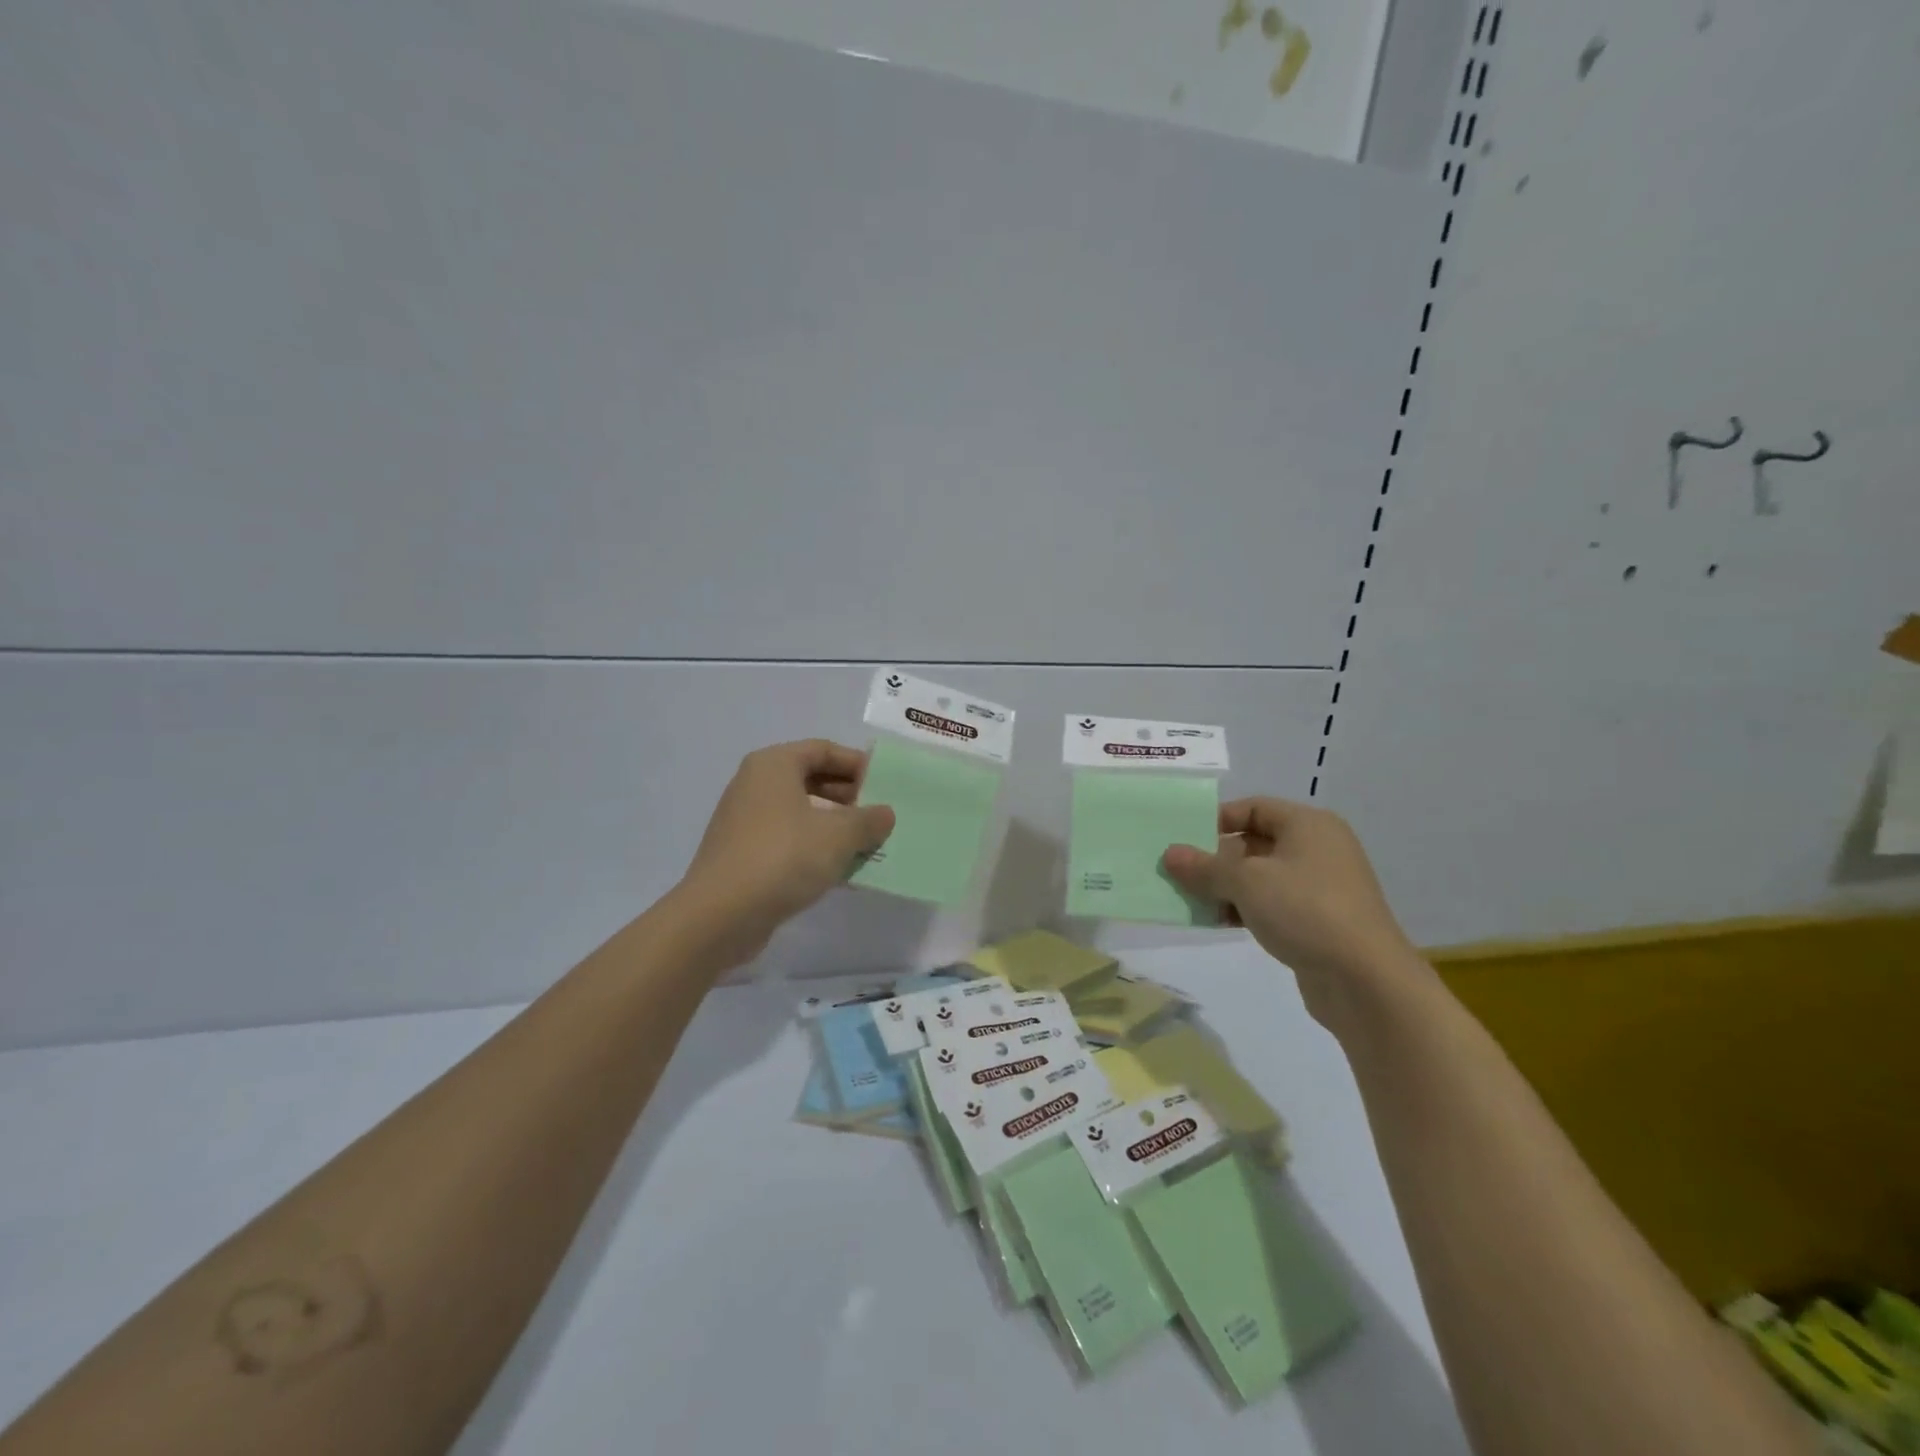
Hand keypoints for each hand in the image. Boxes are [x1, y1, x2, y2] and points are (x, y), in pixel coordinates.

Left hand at [677, 739, 894, 965]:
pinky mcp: (743, 854)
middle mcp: (755, 785)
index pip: (823, 750)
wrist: (720, 916)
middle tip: (880, 816)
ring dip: (835, 825)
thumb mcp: (839, 836)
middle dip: (849, 796)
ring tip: (867, 844)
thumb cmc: (783, 858)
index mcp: (774, 765)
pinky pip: (788, 840)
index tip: (886, 785)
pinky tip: (840, 870)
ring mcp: (745, 821)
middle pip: (811, 779)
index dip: (857, 764)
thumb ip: (868, 820)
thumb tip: (885, 814)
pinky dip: (815, 848)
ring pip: (801, 812)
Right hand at [1162, 798, 1420, 1017]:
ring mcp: (1320, 886)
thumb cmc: (1305, 910)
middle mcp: (1317, 848)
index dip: (1215, 820)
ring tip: (1191, 900)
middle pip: (1254, 842)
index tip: (1182, 840)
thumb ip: (1204, 866)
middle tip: (1179, 872)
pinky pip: (1272, 903)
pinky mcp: (1318, 920)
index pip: (1252, 807)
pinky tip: (1218, 922)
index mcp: (1308, 825)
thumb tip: (1170, 854)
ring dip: (1225, 887)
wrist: (1366, 981)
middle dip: (1215, 858)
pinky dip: (1245, 908)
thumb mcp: (1245, 882)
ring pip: (1260, 876)